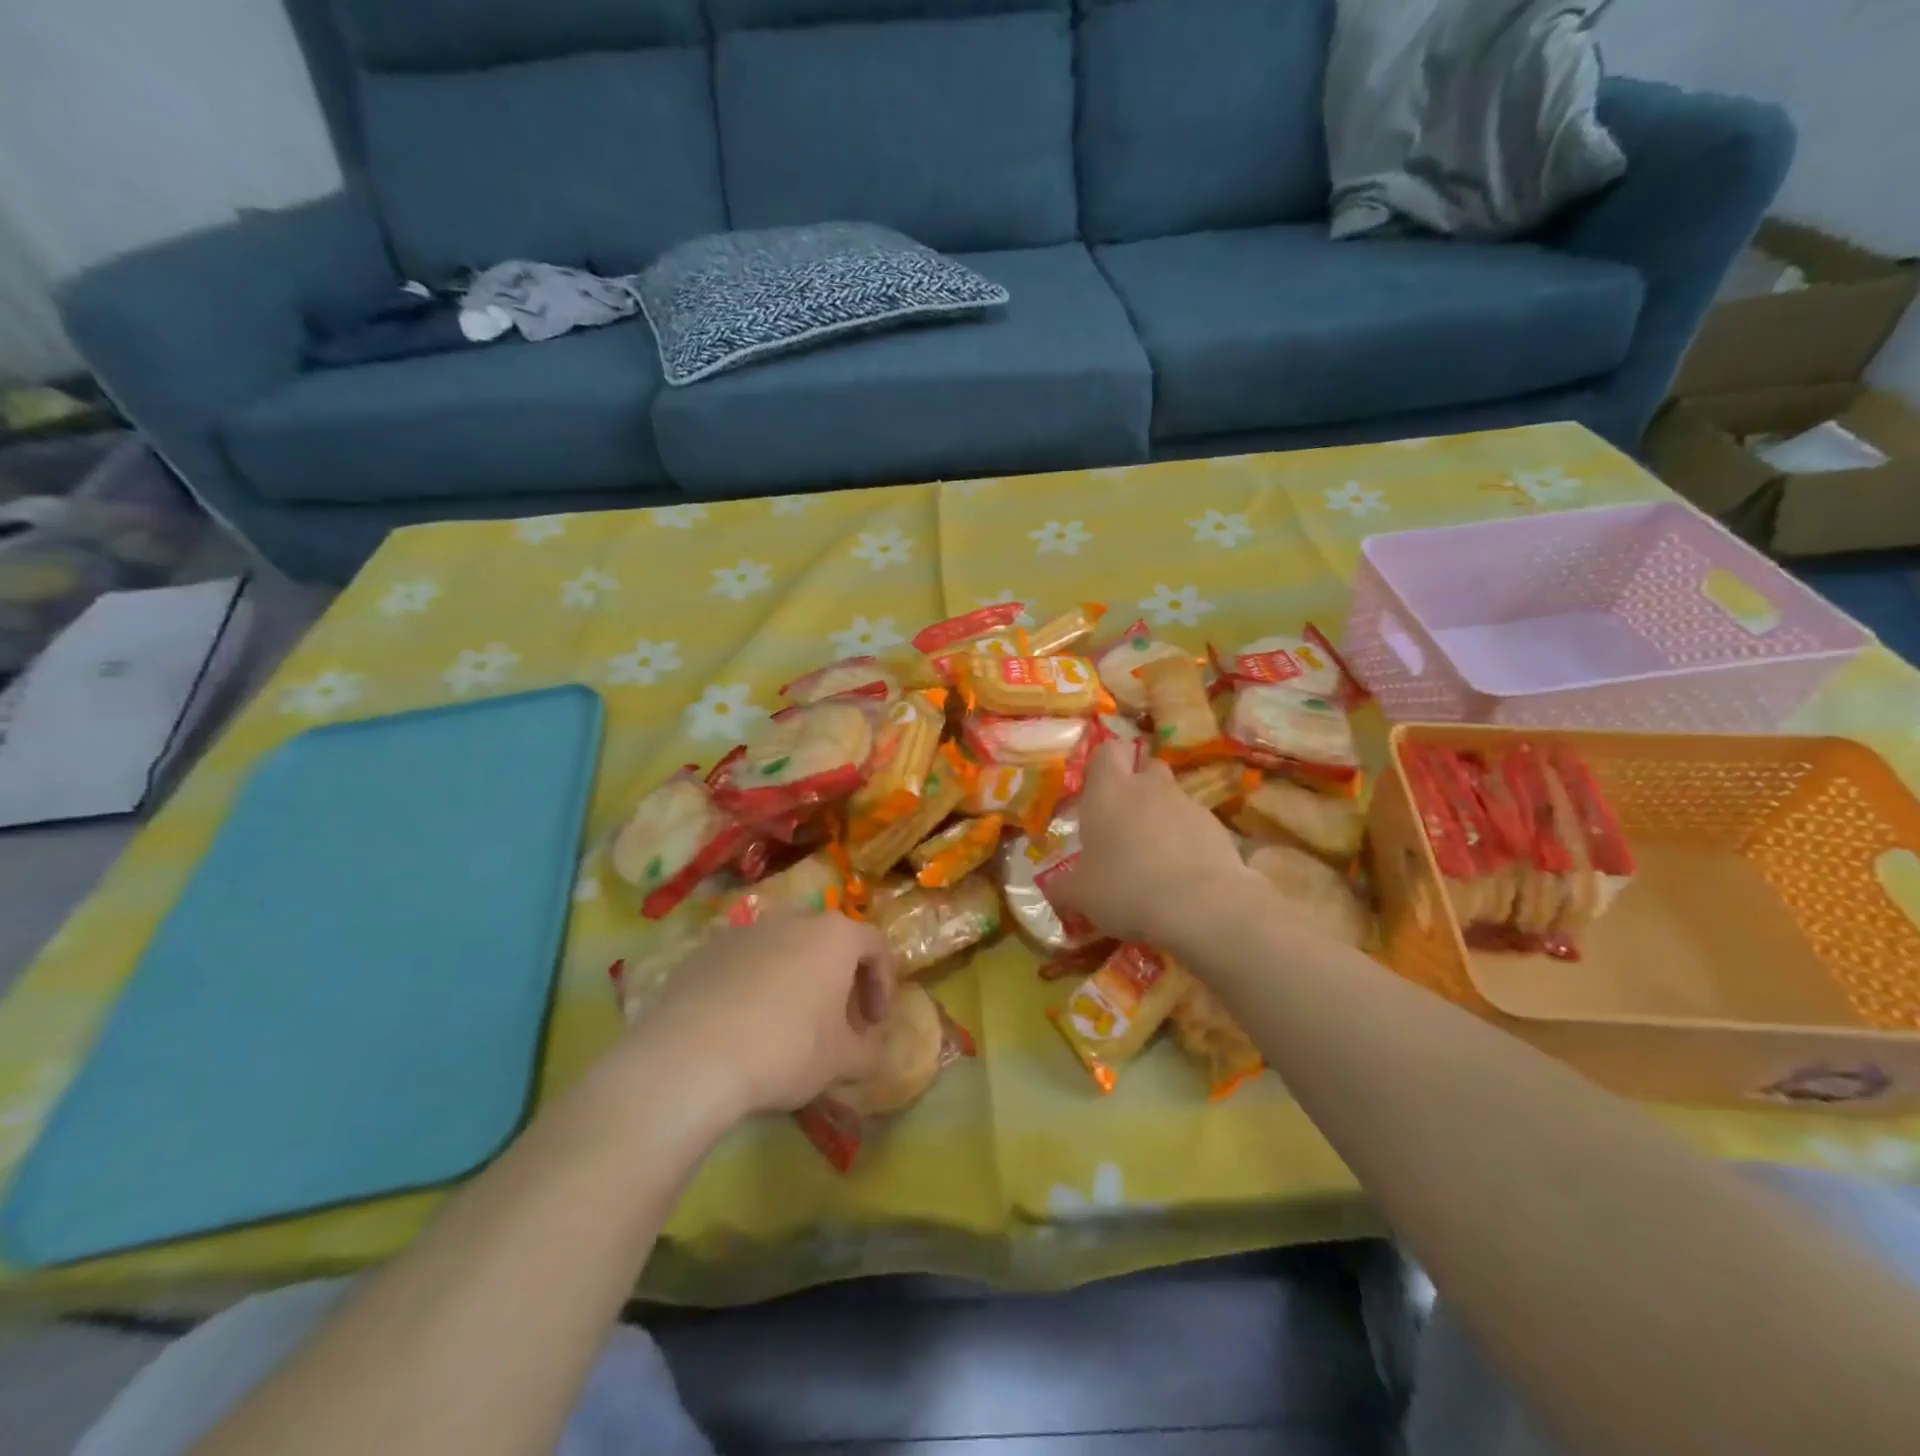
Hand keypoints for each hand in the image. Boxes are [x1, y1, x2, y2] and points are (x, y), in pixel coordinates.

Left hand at [620, 912, 895, 1122]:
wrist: (693, 1056)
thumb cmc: (786, 1049)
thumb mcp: (841, 1062)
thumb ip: (868, 1051)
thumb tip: (870, 1050)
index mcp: (834, 935)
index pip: (875, 946)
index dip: (883, 983)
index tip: (875, 1022)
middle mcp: (792, 920)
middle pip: (827, 941)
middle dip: (838, 978)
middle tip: (835, 1020)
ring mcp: (744, 932)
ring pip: (783, 949)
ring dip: (795, 979)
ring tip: (787, 1023)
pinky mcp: (705, 952)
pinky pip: (743, 964)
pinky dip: (753, 986)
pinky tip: (743, 1026)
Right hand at [1050, 743, 1262, 947]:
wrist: (1201, 905)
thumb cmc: (1125, 887)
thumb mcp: (1080, 893)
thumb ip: (1063, 885)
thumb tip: (1053, 887)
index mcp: (1108, 791)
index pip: (1107, 750)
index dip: (1104, 764)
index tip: (1099, 788)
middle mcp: (1149, 787)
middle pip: (1146, 766)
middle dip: (1138, 785)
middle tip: (1126, 821)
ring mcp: (1187, 803)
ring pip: (1173, 796)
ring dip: (1163, 815)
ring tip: (1156, 855)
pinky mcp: (1217, 827)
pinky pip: (1196, 824)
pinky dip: (1188, 839)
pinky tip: (1183, 873)